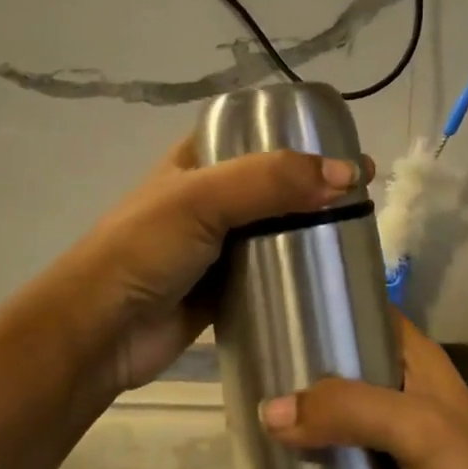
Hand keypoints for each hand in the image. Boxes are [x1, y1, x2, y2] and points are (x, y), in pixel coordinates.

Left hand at [65, 133, 369, 394]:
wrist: (100, 332)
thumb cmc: (143, 250)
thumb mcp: (203, 198)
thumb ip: (271, 181)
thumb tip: (349, 175)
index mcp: (196, 163)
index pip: (256, 136)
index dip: (300, 138)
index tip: (349, 151)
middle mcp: (208, 200)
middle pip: (273, 186)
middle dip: (316, 188)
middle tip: (367, 197)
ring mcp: (216, 248)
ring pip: (275, 231)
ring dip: (310, 232)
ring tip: (360, 236)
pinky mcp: (223, 291)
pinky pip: (269, 276)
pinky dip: (296, 275)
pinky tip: (332, 278)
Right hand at [258, 315, 467, 468]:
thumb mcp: (417, 431)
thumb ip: (348, 410)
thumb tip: (267, 412)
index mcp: (417, 361)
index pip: (365, 313)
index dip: (325, 308)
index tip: (274, 310)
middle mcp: (401, 390)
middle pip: (341, 365)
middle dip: (299, 367)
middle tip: (249, 368)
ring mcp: (391, 436)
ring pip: (335, 412)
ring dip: (300, 415)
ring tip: (247, 412)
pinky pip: (337, 455)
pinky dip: (310, 454)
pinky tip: (274, 457)